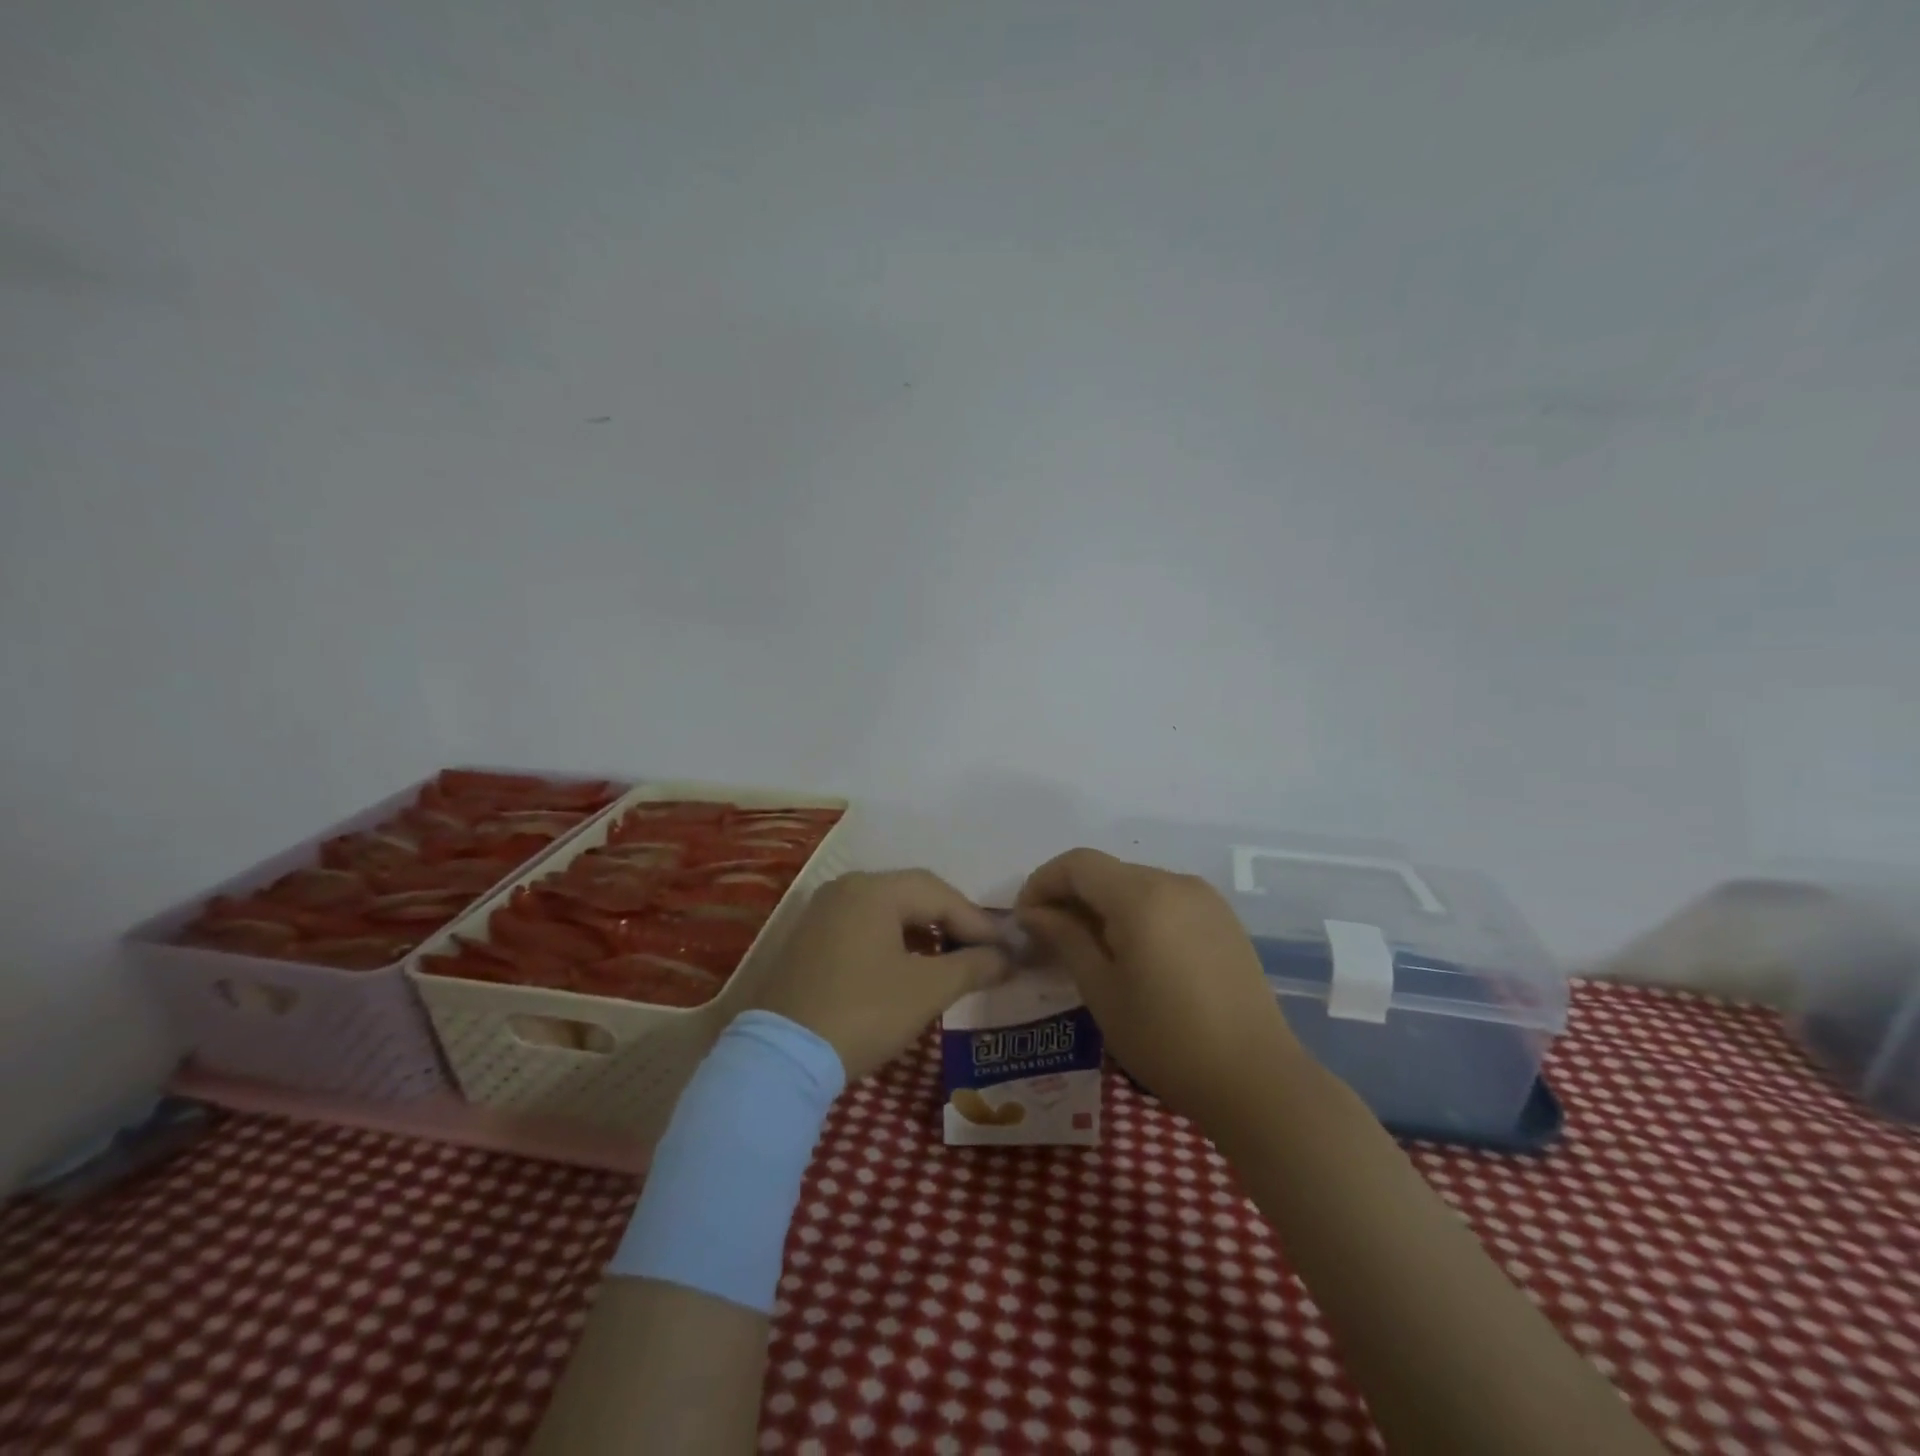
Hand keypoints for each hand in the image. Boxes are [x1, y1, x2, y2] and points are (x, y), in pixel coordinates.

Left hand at [752, 870, 1010, 1080]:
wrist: (783, 1056)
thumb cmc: (863, 1012)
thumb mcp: (927, 990)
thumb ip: (973, 966)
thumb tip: (1007, 957)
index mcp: (874, 889)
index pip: (940, 894)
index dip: (978, 922)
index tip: (1006, 950)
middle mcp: (846, 888)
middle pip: (913, 894)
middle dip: (952, 922)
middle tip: (981, 952)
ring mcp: (823, 911)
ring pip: (888, 910)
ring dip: (924, 932)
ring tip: (951, 962)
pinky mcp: (809, 938)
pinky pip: (864, 926)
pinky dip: (894, 941)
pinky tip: (909, 968)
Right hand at [1016, 848, 1303, 1132]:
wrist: (1257, 1080)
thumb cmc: (1166, 1039)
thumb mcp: (1102, 990)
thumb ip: (1065, 939)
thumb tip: (1033, 913)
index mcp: (1142, 895)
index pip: (1078, 864)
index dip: (1043, 882)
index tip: (1025, 919)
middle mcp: (1175, 882)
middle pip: (1107, 871)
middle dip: (1071, 895)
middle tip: (1049, 938)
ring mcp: (1205, 899)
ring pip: (1136, 885)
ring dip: (1103, 905)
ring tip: (1088, 950)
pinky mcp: (1223, 920)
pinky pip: (1165, 901)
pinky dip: (1137, 914)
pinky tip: (1132, 954)